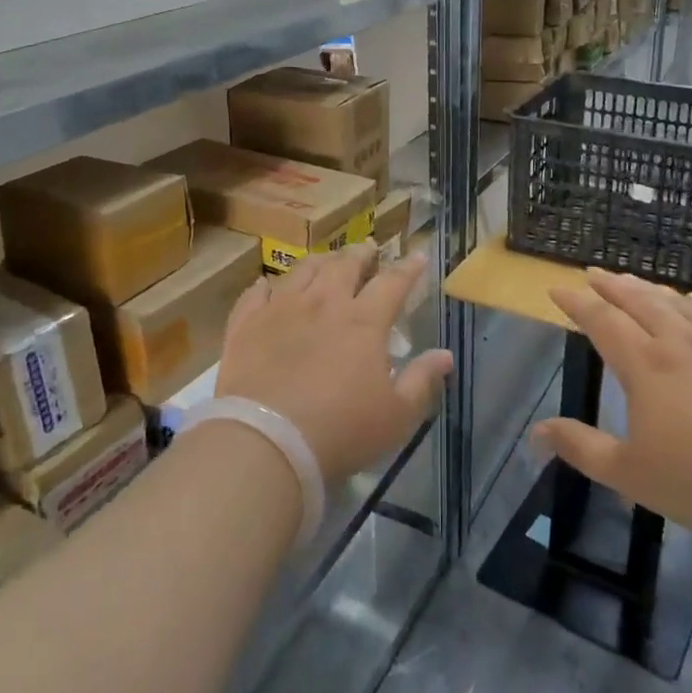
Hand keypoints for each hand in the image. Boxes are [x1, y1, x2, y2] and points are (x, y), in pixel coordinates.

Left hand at [215, 246, 449, 485]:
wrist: (265, 442)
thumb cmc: (340, 431)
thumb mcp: (396, 415)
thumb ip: (421, 380)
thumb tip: (445, 354)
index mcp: (364, 321)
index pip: (393, 283)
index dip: (409, 268)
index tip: (419, 255)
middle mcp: (323, 304)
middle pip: (345, 265)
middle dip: (362, 254)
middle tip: (368, 250)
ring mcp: (281, 310)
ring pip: (303, 270)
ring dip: (320, 261)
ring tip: (327, 260)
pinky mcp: (246, 325)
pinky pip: (256, 293)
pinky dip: (266, 286)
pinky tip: (267, 286)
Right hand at [531, 270, 691, 540]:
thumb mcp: (628, 472)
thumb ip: (581, 447)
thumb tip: (536, 432)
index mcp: (644, 365)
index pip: (602, 321)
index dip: (577, 302)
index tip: (556, 288)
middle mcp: (678, 344)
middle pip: (638, 302)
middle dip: (611, 285)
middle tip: (593, 273)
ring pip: (676, 304)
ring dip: (649, 289)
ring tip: (633, 280)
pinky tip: (691, 301)